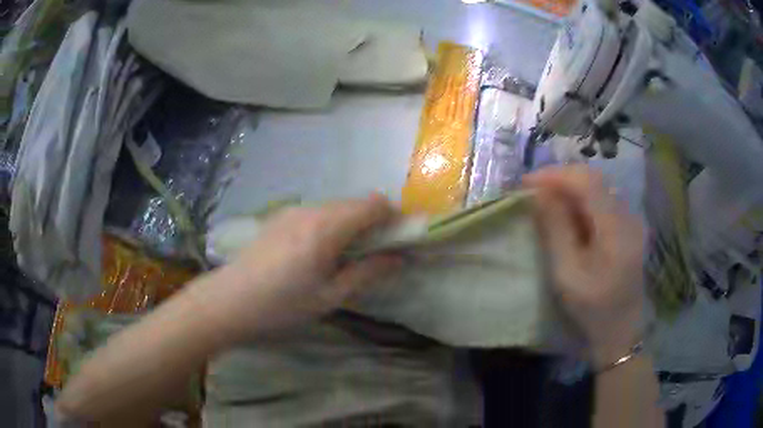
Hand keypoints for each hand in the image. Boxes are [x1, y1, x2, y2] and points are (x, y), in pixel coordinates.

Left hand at [199, 194, 400, 344]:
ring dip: (351, 223)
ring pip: (335, 206)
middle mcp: (311, 210)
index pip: (373, 204)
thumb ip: (366, 273)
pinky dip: (330, 224)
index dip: (393, 217)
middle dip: (373, 221)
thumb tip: (398, 258)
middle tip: (374, 254)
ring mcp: (291, 211)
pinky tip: (317, 253)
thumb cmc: (280, 306)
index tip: (398, 240)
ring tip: (345, 257)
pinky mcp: (278, 217)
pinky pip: (316, 212)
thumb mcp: (329, 298)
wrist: (227, 302)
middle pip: (355, 202)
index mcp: (326, 228)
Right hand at [524, 167, 645, 364]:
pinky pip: (603, 202)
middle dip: (561, 179)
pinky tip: (569, 215)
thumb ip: (555, 230)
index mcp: (616, 229)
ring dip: (571, 189)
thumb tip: (539, 194)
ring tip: (547, 201)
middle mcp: (628, 216)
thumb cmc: (592, 308)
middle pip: (594, 180)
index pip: (587, 182)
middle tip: (533, 190)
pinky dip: (582, 202)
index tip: (527, 183)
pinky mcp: (629, 227)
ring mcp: (631, 220)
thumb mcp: (567, 273)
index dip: (556, 175)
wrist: (621, 330)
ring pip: (598, 189)